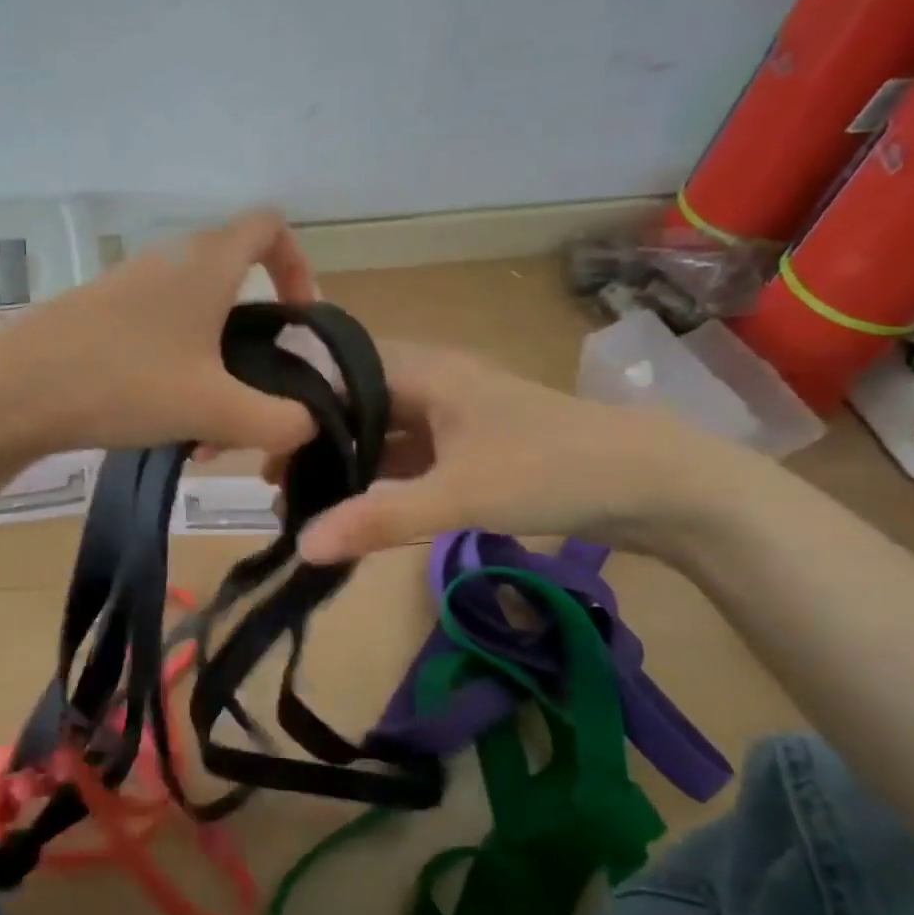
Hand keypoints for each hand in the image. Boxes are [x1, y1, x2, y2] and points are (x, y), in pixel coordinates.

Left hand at [0, 208, 321, 455]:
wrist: (14, 390)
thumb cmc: (125, 383)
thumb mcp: (216, 410)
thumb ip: (280, 420)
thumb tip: (310, 421)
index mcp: (207, 264)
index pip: (269, 226)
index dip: (298, 265)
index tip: (299, 319)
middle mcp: (169, 263)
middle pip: (235, 290)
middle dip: (256, 348)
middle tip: (254, 400)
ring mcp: (129, 289)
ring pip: (197, 326)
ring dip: (215, 375)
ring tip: (205, 434)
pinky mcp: (99, 318)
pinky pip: (160, 340)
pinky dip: (178, 377)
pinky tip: (164, 427)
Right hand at [288, 340, 747, 560]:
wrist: (657, 484)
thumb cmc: (549, 468)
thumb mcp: (456, 495)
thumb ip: (376, 519)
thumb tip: (301, 546)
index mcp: (425, 372)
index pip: (341, 369)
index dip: (297, 398)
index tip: (256, 434)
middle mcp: (435, 384)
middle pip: (357, 403)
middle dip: (315, 437)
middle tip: (271, 477)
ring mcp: (456, 417)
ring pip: (384, 432)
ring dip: (347, 460)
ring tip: (299, 495)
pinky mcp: (474, 447)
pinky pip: (411, 456)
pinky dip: (382, 477)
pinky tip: (356, 505)